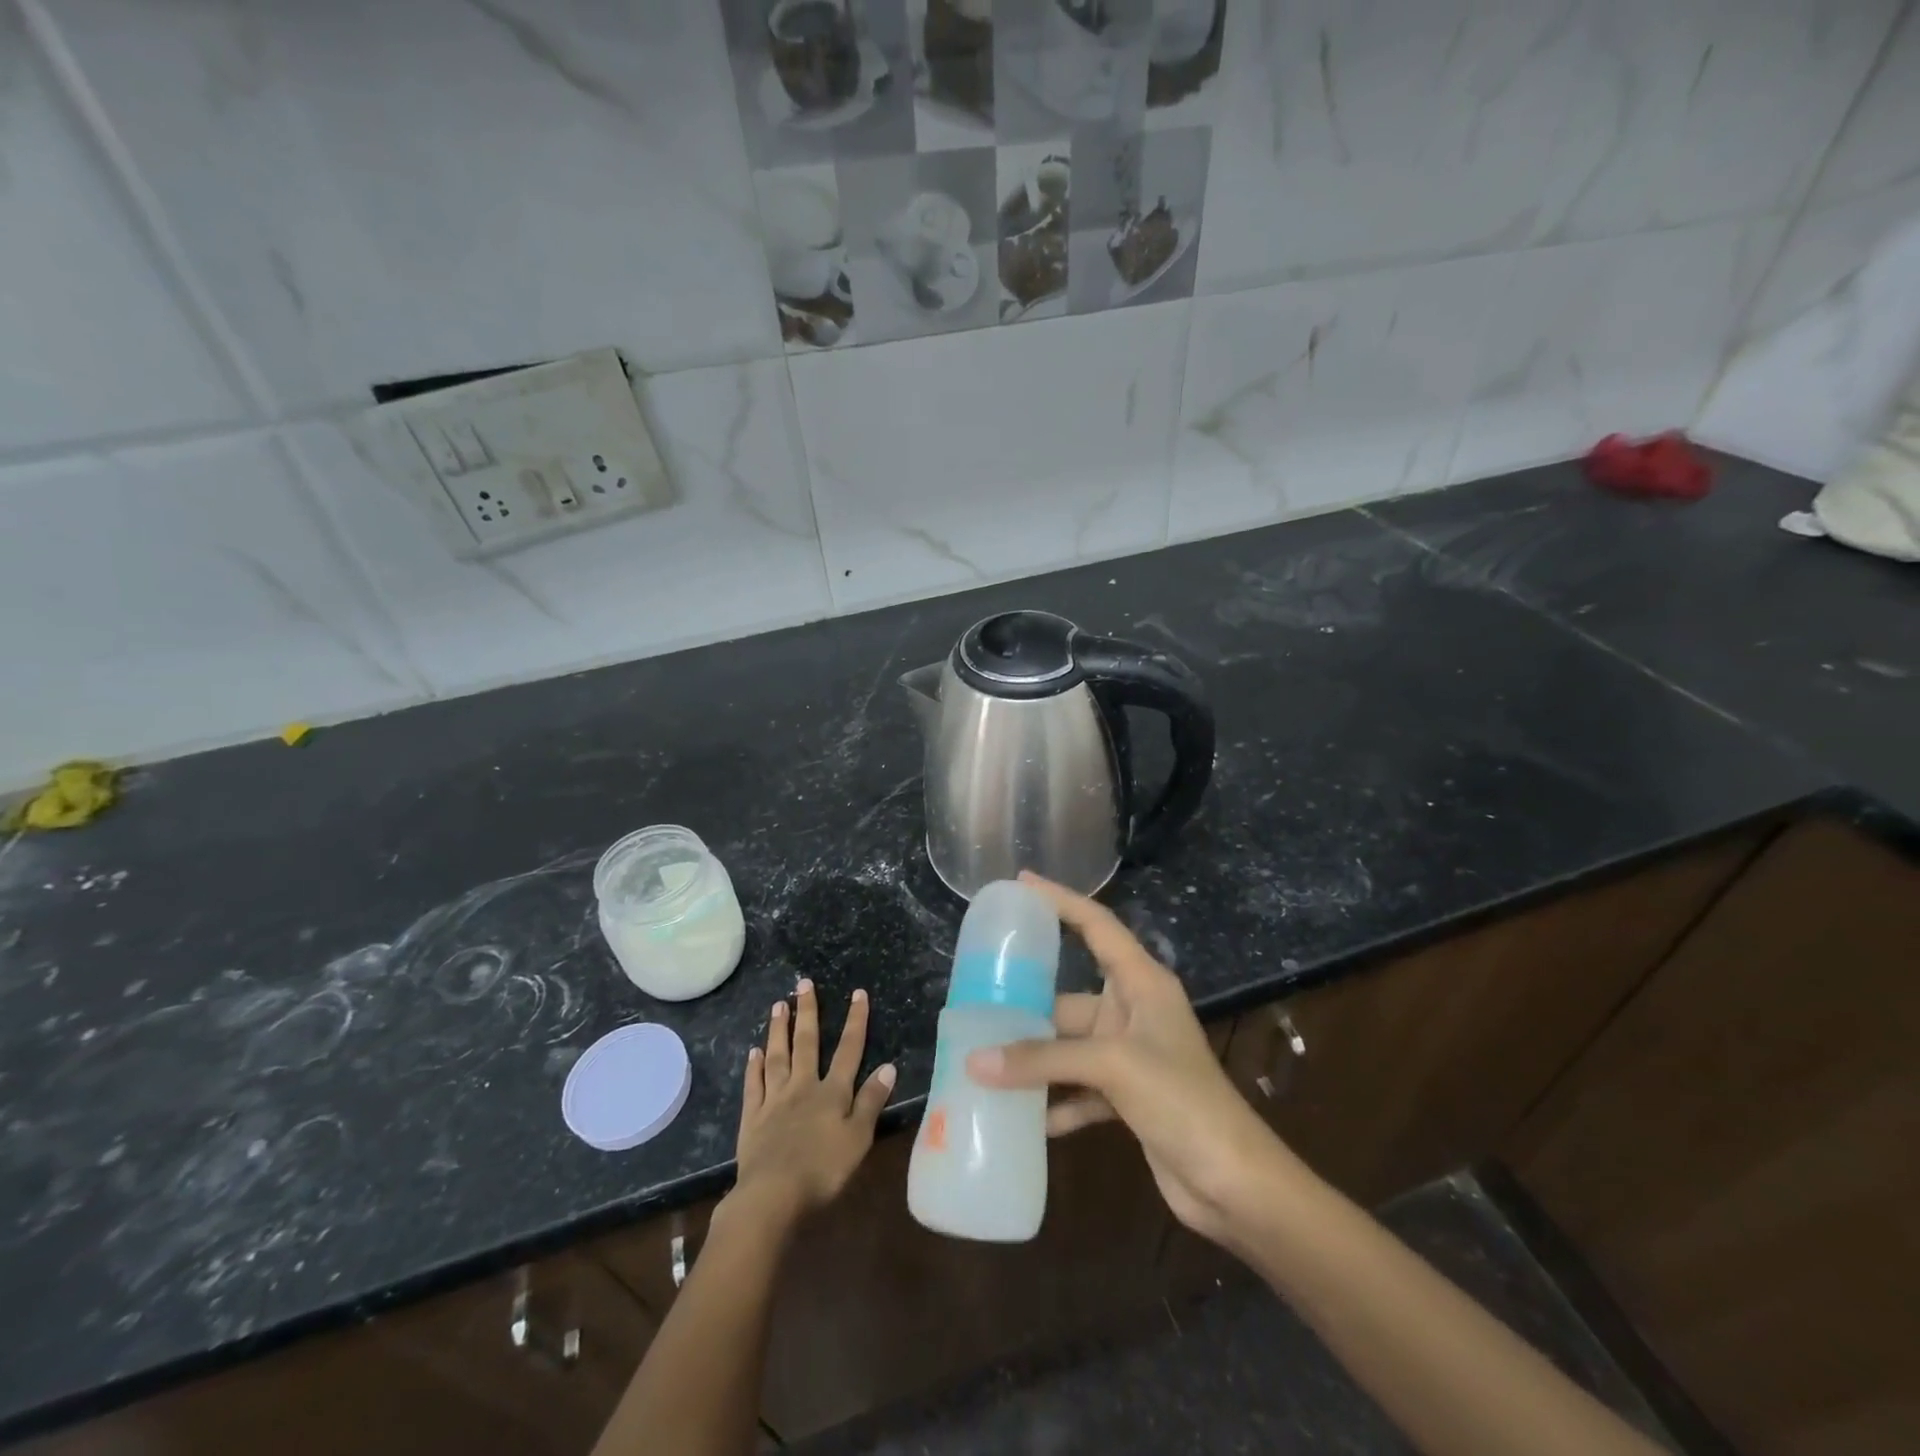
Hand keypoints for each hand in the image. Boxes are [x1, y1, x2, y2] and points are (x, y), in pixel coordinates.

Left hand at [731, 979, 894, 1226]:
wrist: (772, 1195)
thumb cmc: (822, 1169)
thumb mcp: (858, 1138)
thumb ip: (871, 1101)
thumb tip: (888, 1066)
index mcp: (832, 1092)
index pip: (849, 1050)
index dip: (855, 1021)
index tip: (858, 993)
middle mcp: (803, 1086)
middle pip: (807, 1043)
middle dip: (808, 1012)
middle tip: (803, 984)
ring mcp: (774, 1100)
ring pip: (777, 1056)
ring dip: (779, 1030)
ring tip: (779, 1005)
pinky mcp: (752, 1118)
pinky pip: (753, 1085)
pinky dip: (754, 1067)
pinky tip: (753, 1052)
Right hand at [966, 873, 1294, 1245]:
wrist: (1236, 1184)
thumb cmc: (1183, 1101)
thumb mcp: (1114, 1067)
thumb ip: (1043, 1060)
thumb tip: (974, 1062)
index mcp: (1142, 983)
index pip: (1096, 925)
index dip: (1060, 900)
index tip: (1021, 883)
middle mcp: (1133, 1011)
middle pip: (1069, 995)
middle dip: (1027, 1003)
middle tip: (978, 997)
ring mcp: (1130, 1055)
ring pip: (1068, 1046)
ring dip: (1034, 1058)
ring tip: (982, 1058)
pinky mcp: (1126, 1096)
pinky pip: (1077, 1088)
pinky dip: (1052, 1100)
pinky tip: (1020, 1116)